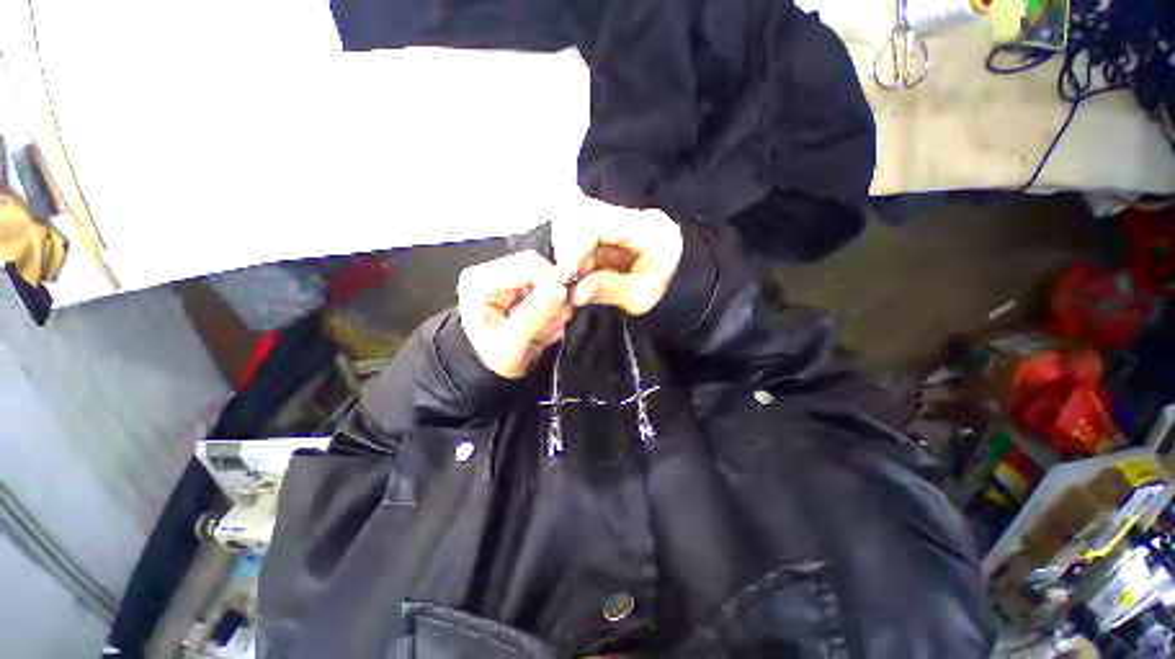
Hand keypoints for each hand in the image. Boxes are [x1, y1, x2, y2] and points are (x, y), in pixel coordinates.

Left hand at [457, 251, 572, 378]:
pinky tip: (542, 326)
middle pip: (543, 270)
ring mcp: (511, 279)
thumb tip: (560, 289)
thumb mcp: (511, 345)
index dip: (552, 283)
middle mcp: (495, 272)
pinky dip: (554, 311)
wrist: (489, 368)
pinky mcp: (524, 287)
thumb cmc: (491, 359)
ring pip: (552, 282)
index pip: (530, 263)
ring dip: (555, 309)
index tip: (559, 308)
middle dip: (553, 301)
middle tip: (545, 327)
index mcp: (482, 280)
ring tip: (540, 331)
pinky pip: (552, 292)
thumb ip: (534, 315)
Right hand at [553, 199, 682, 314]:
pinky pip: (593, 244)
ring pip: (587, 234)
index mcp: (647, 229)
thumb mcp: (642, 297)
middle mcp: (635, 219)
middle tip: (566, 281)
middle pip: (589, 223)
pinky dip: (583, 262)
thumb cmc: (674, 294)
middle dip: (572, 253)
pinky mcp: (620, 237)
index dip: (574, 249)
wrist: (693, 289)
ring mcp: (627, 226)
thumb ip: (607, 289)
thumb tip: (574, 292)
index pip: (598, 226)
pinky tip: (581, 278)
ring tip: (574, 283)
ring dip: (576, 259)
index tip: (562, 276)